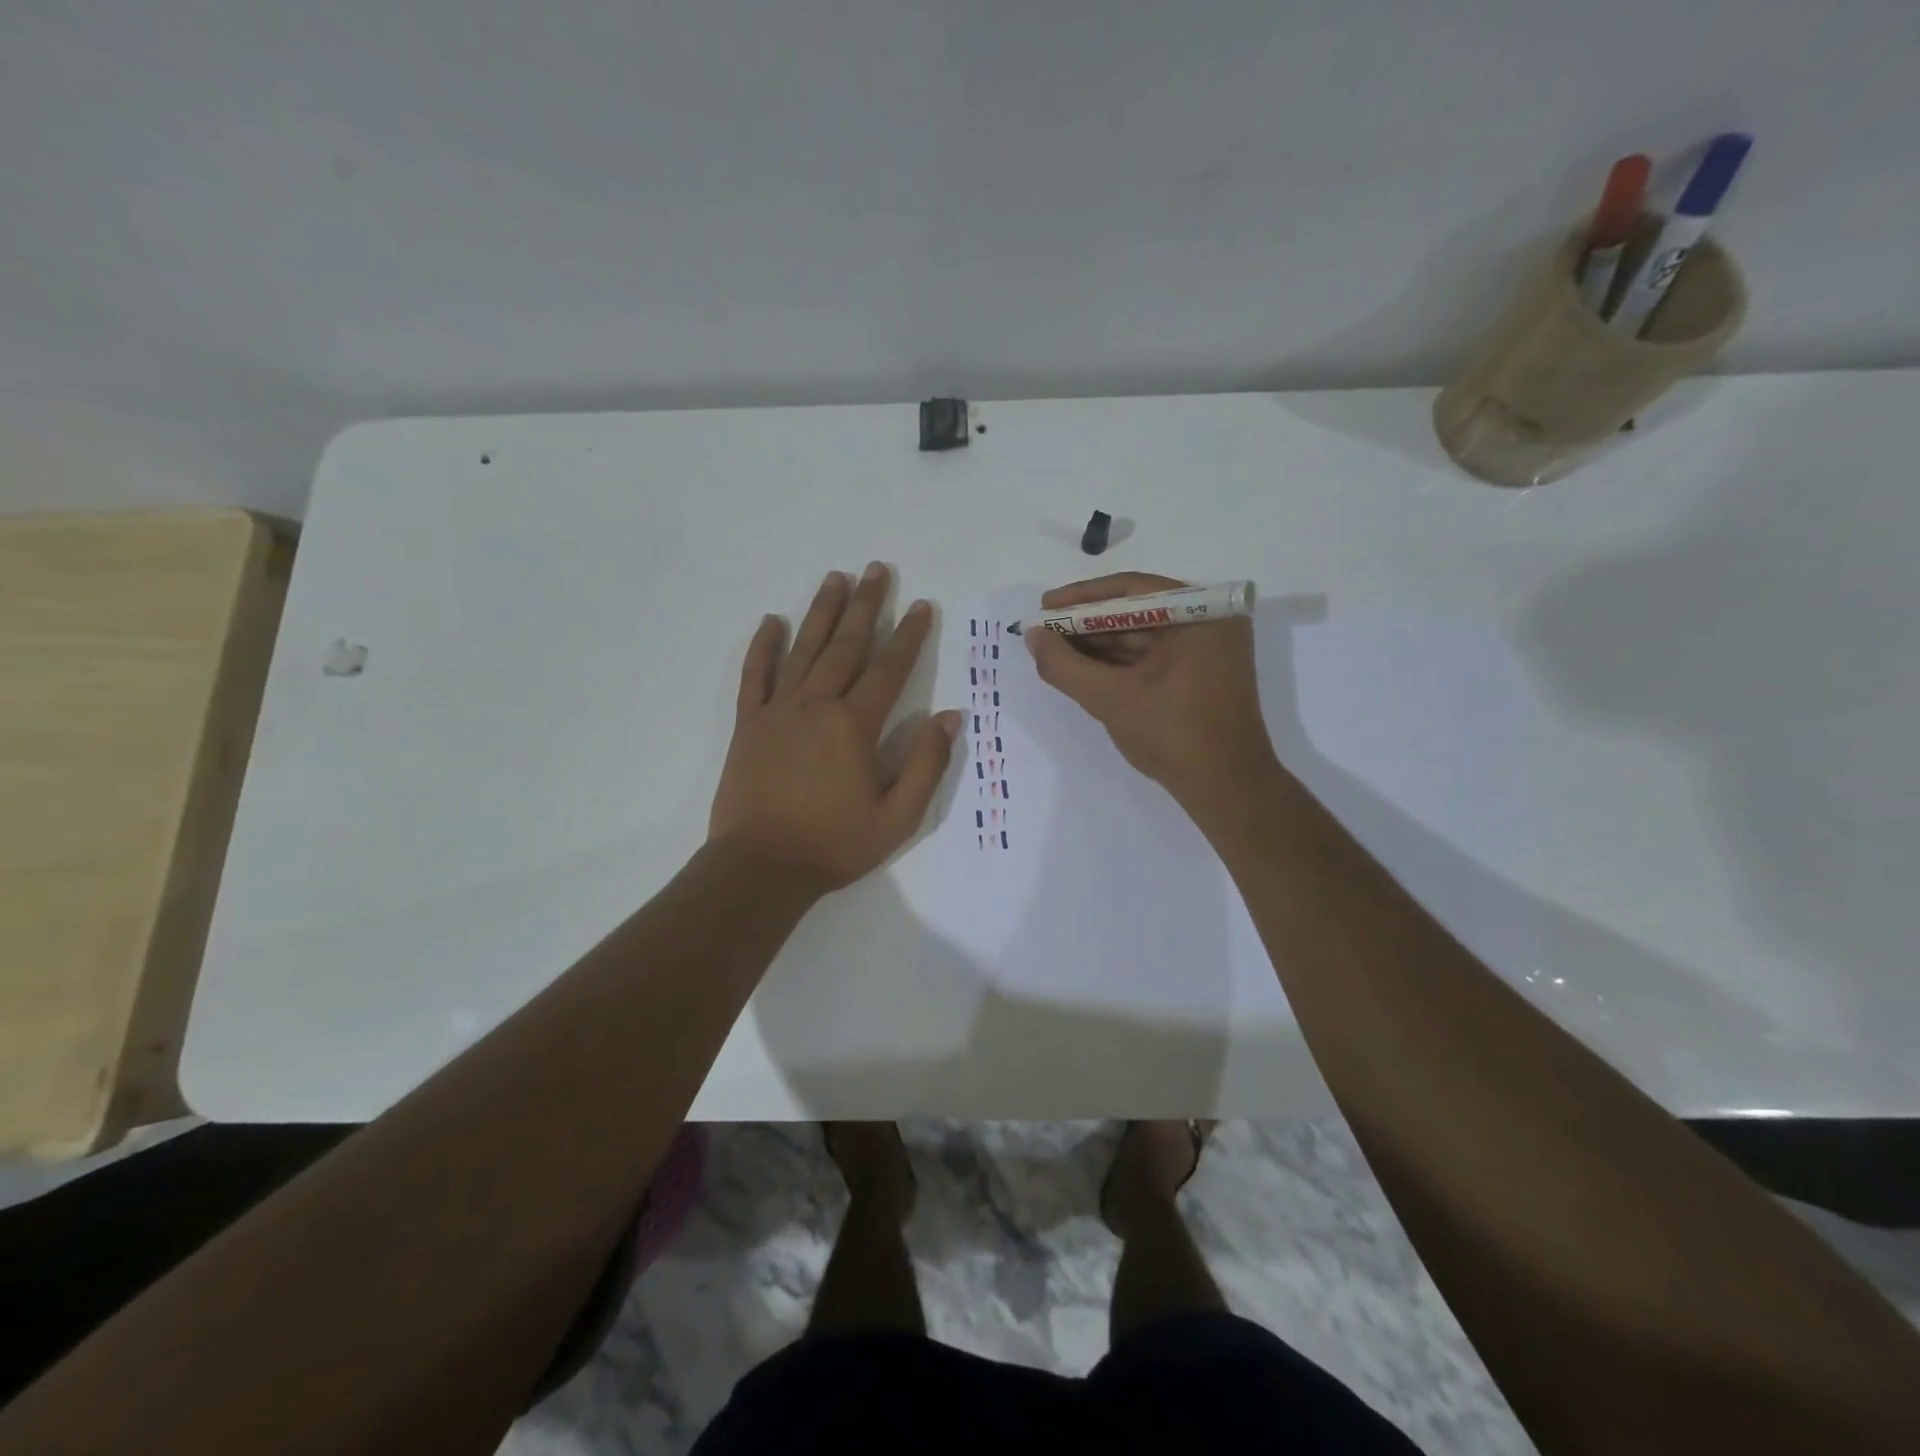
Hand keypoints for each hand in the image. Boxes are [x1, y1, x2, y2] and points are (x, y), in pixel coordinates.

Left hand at [710, 563, 959, 893]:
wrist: (759, 868)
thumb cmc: (833, 846)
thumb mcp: (896, 818)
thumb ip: (925, 765)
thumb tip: (950, 717)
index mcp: (854, 727)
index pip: (889, 669)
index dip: (908, 635)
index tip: (921, 605)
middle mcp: (816, 706)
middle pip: (846, 645)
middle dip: (865, 605)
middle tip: (877, 569)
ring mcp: (777, 711)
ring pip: (803, 650)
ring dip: (821, 612)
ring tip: (836, 578)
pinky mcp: (748, 724)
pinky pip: (755, 676)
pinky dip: (763, 647)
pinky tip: (771, 621)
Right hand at [1025, 572, 1279, 816]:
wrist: (1226, 789)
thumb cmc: (1172, 735)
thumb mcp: (1110, 698)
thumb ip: (1064, 665)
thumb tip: (1032, 635)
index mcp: (1201, 613)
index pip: (1131, 590)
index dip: (1081, 598)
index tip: (1043, 607)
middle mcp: (1209, 622)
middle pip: (1135, 611)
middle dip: (1087, 624)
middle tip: (1044, 633)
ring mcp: (1207, 649)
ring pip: (1141, 636)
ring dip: (1098, 645)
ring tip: (1054, 653)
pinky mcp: (1201, 674)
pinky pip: (1152, 657)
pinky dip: (1118, 663)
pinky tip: (1083, 669)